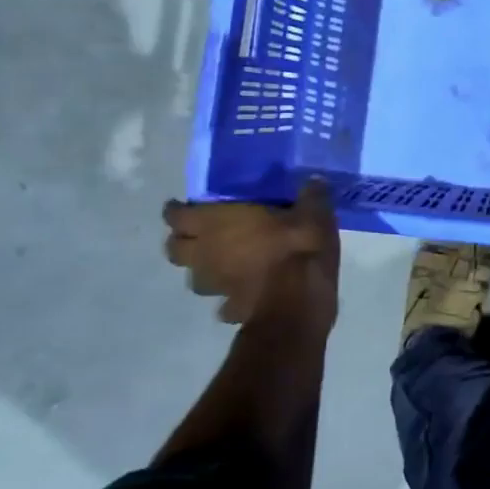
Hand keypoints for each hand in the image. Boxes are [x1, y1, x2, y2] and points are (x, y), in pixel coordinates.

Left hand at [163, 180, 339, 334]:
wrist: (298, 301)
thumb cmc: (297, 246)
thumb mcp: (314, 212)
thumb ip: (311, 195)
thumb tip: (314, 179)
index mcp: (214, 224)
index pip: (177, 216)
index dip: (177, 211)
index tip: (185, 206)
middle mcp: (205, 254)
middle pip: (175, 250)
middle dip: (183, 242)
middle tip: (202, 234)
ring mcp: (216, 285)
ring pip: (195, 278)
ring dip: (205, 270)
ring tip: (224, 264)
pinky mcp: (231, 309)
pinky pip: (223, 302)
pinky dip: (229, 297)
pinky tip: (245, 293)